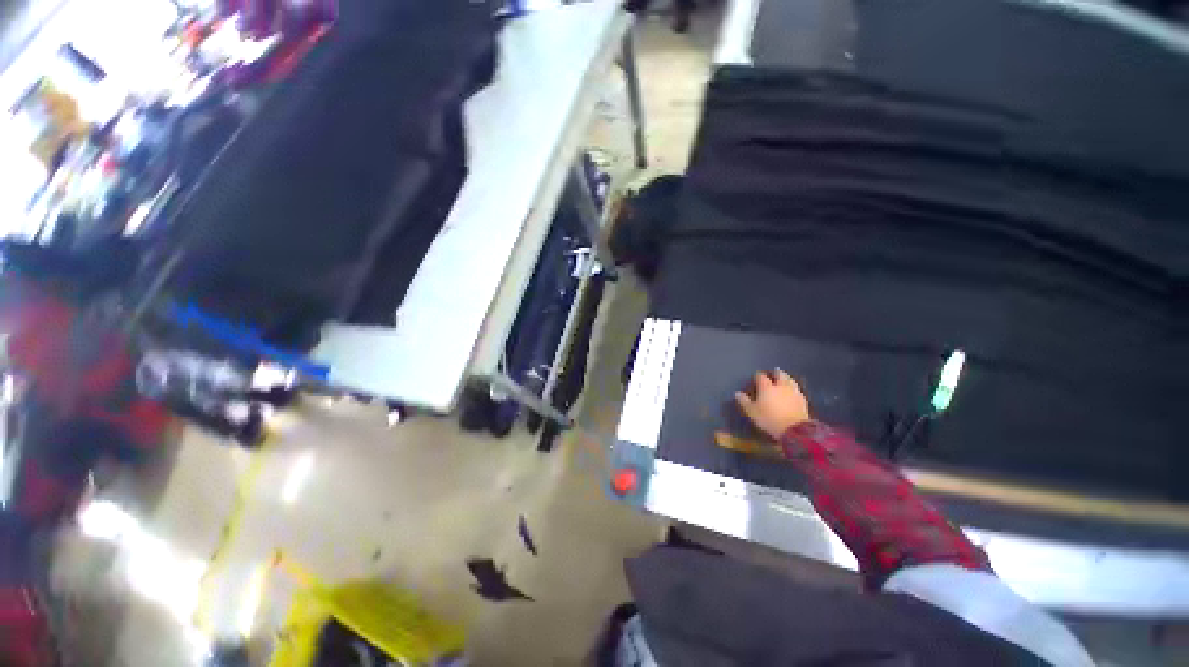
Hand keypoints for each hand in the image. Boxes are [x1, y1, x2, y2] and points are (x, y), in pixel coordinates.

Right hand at [735, 369, 811, 439]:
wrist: (794, 430)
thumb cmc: (769, 419)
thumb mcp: (752, 412)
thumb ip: (744, 402)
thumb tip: (737, 393)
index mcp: (767, 387)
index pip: (761, 376)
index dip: (758, 375)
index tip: (756, 376)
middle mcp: (780, 386)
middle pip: (779, 375)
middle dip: (776, 372)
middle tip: (774, 372)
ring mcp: (793, 392)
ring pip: (790, 380)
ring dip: (787, 378)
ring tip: (784, 378)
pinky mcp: (802, 400)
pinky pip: (797, 389)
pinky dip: (793, 388)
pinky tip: (793, 391)